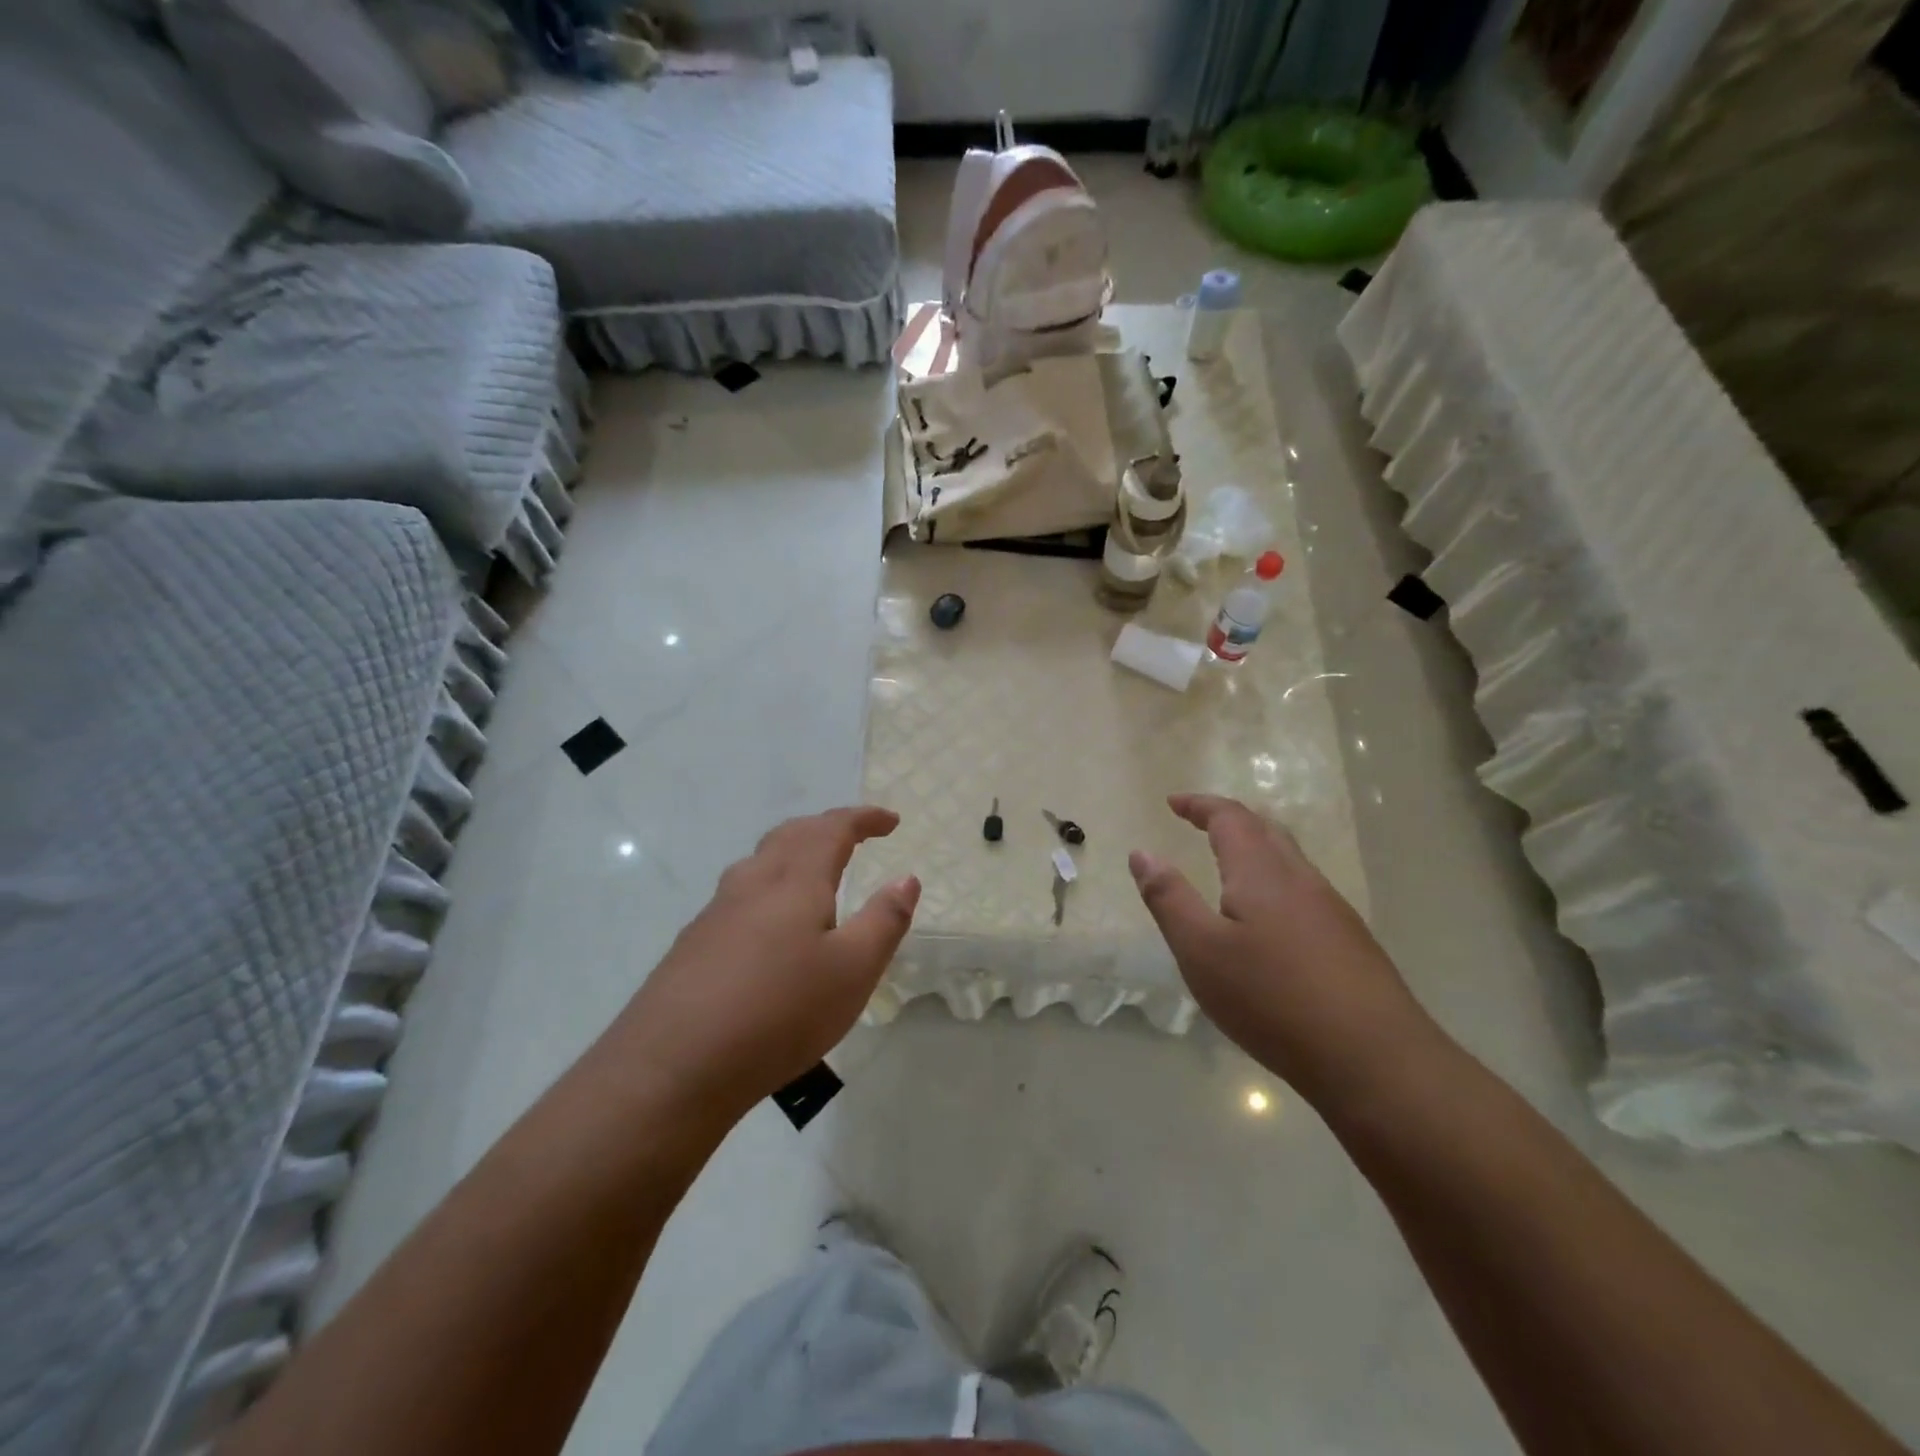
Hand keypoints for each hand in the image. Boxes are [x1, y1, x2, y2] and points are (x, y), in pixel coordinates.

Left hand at [614, 807, 918, 1121]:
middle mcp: (752, 883)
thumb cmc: (780, 1013)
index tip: (891, 821)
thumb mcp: (853, 971)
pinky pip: (740, 895)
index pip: (832, 828)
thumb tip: (906, 878)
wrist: (672, 1067)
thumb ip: (884, 921)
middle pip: (791, 835)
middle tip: (855, 838)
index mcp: (795, 881)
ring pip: (760, 862)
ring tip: (814, 874)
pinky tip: (769, 927)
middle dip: (826, 828)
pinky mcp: (694, 943)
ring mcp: (716, 912)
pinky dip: (769, 887)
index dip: (864, 818)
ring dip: (793, 853)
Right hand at [1130, 793, 1435, 1101]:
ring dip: (1256, 849)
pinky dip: (1275, 882)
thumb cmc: (1272, 999)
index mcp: (1261, 872)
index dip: (1200, 805)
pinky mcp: (1351, 942)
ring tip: (1230, 866)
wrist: (1376, 1060)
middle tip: (1200, 824)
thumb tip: (1142, 853)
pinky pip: (1304, 891)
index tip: (1173, 802)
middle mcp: (1301, 879)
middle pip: (1266, 830)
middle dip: (1230, 820)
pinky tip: (1269, 920)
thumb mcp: (1201, 951)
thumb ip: (1168, 898)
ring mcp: (1333, 910)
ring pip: (1290, 861)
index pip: (1230, 818)